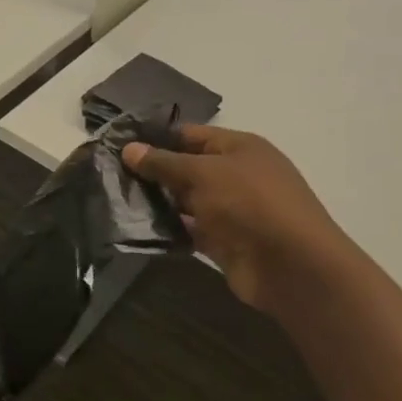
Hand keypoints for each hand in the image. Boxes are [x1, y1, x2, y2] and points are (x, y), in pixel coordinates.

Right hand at [124, 124, 353, 311]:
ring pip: (186, 201)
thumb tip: (129, 149)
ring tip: (116, 200)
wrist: (291, 265)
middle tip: (110, 174)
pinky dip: (169, 229)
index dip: (157, 138)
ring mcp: (231, 210)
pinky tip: (137, 228)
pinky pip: (191, 229)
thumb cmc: (249, 203)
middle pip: (187, 168)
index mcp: (239, 147)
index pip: (191, 135)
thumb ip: (164, 162)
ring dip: (158, 202)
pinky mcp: (225, 241)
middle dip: (152, 172)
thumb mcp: (202, 173)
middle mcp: (236, 174)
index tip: (119, 145)